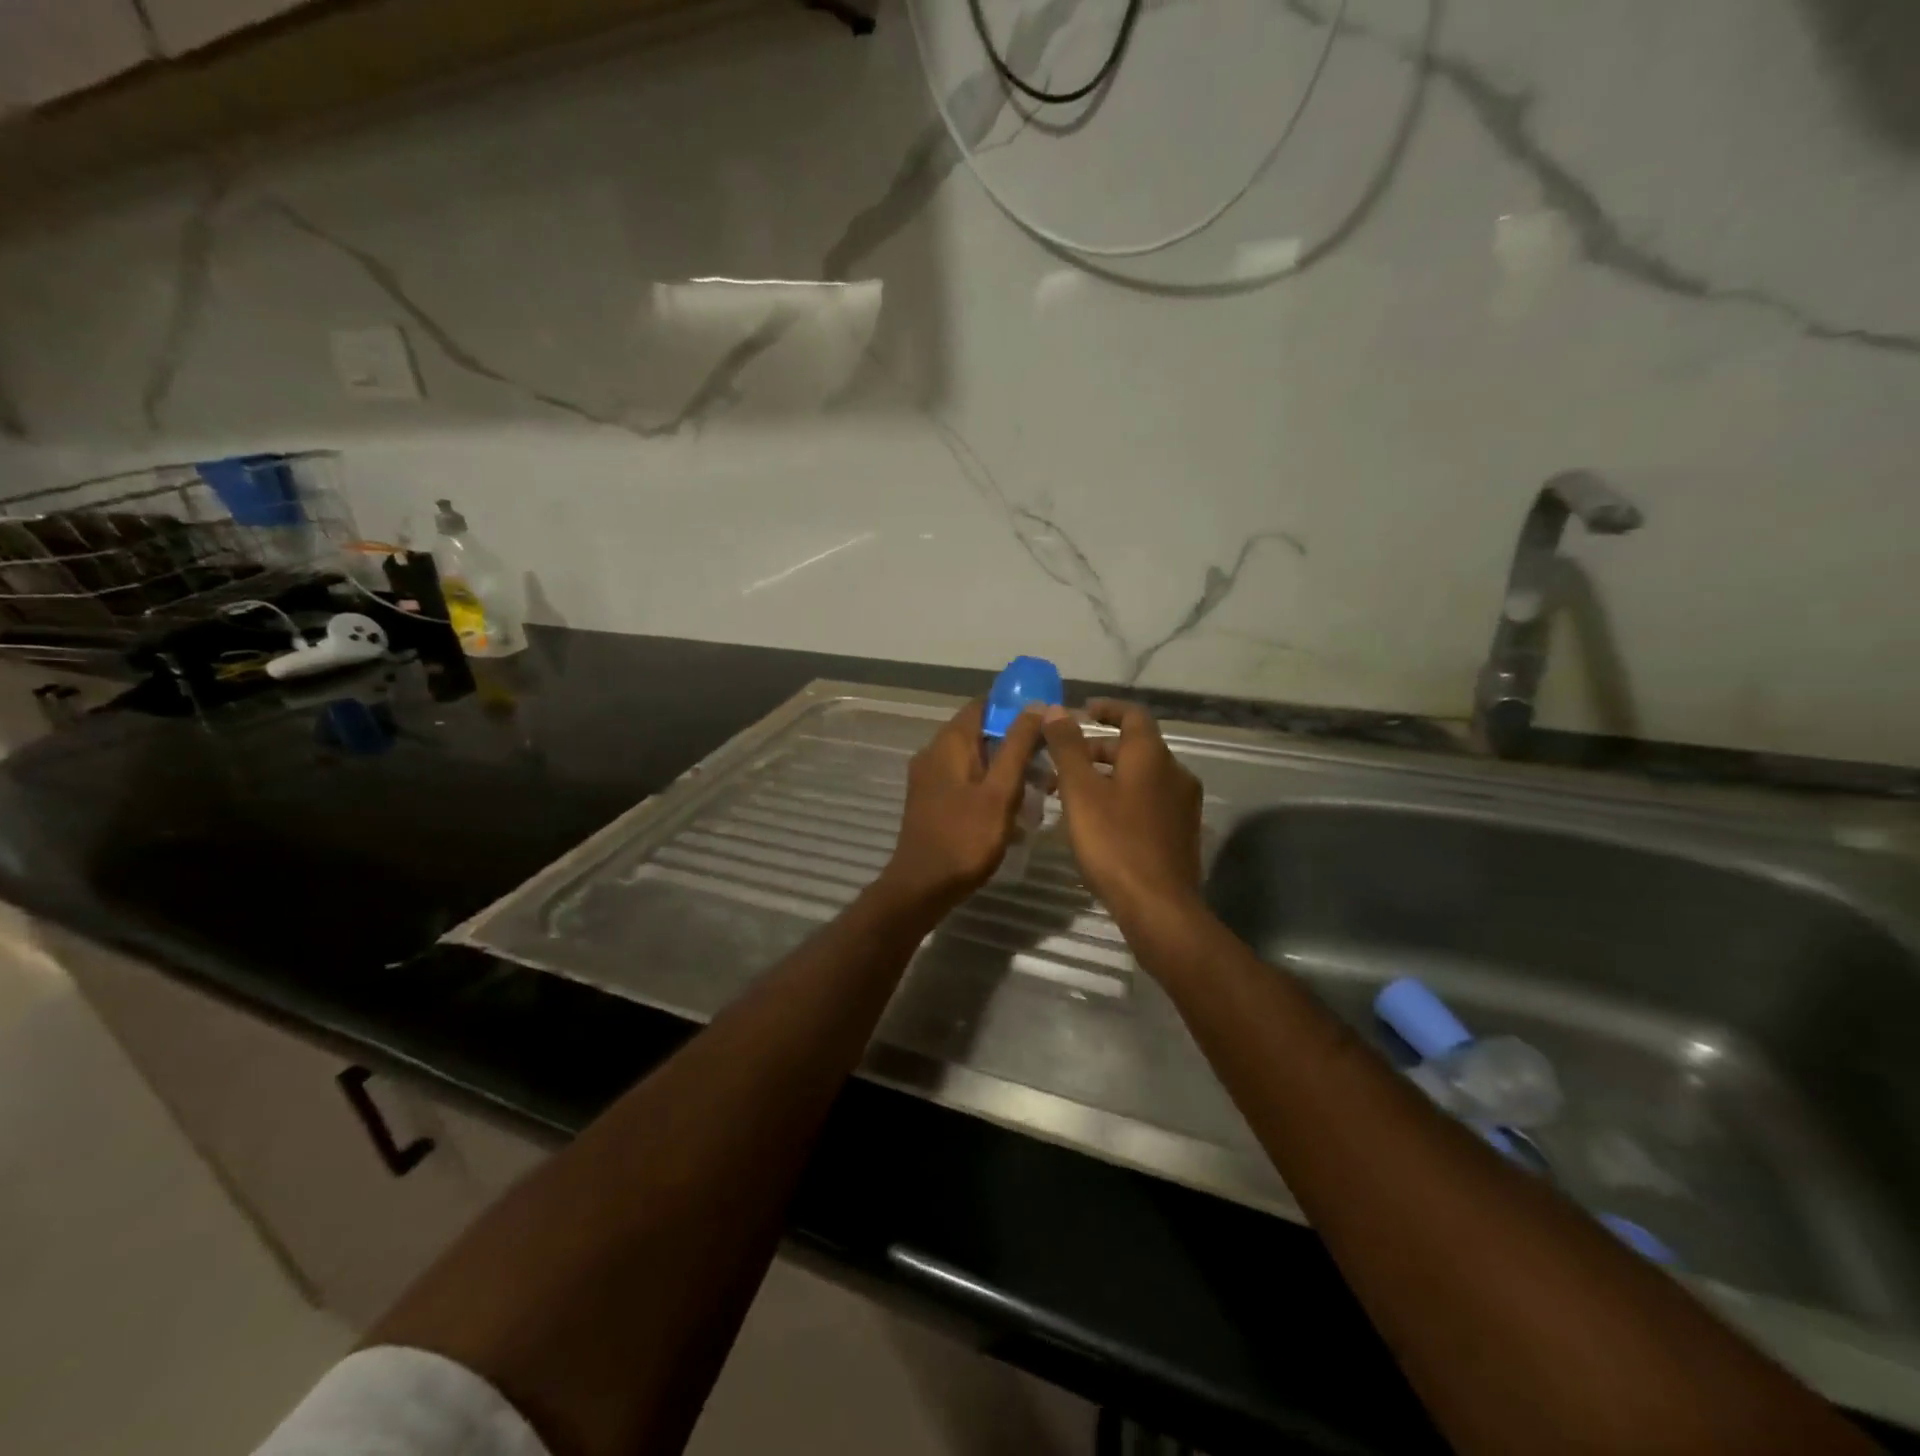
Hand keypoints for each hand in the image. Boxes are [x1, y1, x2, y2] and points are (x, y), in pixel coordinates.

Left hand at [878, 698, 1046, 913]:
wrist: (922, 887)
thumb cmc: (965, 837)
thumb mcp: (1000, 791)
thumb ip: (1017, 746)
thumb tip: (1036, 705)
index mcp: (949, 743)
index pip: (983, 705)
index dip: (1015, 705)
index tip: (1046, 717)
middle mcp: (934, 753)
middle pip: (981, 732)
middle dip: (1016, 742)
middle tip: (1050, 758)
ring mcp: (931, 778)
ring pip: (976, 759)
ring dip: (1006, 768)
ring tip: (1040, 787)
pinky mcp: (933, 800)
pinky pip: (967, 780)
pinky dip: (991, 786)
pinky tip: (1015, 808)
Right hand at [1042, 699, 1203, 926]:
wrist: (1159, 907)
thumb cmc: (1114, 842)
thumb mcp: (1080, 791)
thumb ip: (1066, 747)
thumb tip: (1055, 710)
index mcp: (1152, 756)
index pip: (1133, 715)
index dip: (1107, 709)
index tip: (1082, 712)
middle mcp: (1175, 773)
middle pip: (1135, 748)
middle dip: (1097, 749)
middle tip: (1063, 763)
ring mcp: (1183, 805)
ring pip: (1141, 777)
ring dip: (1107, 776)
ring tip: (1073, 796)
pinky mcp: (1182, 833)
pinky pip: (1149, 801)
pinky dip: (1123, 798)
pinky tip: (1099, 823)